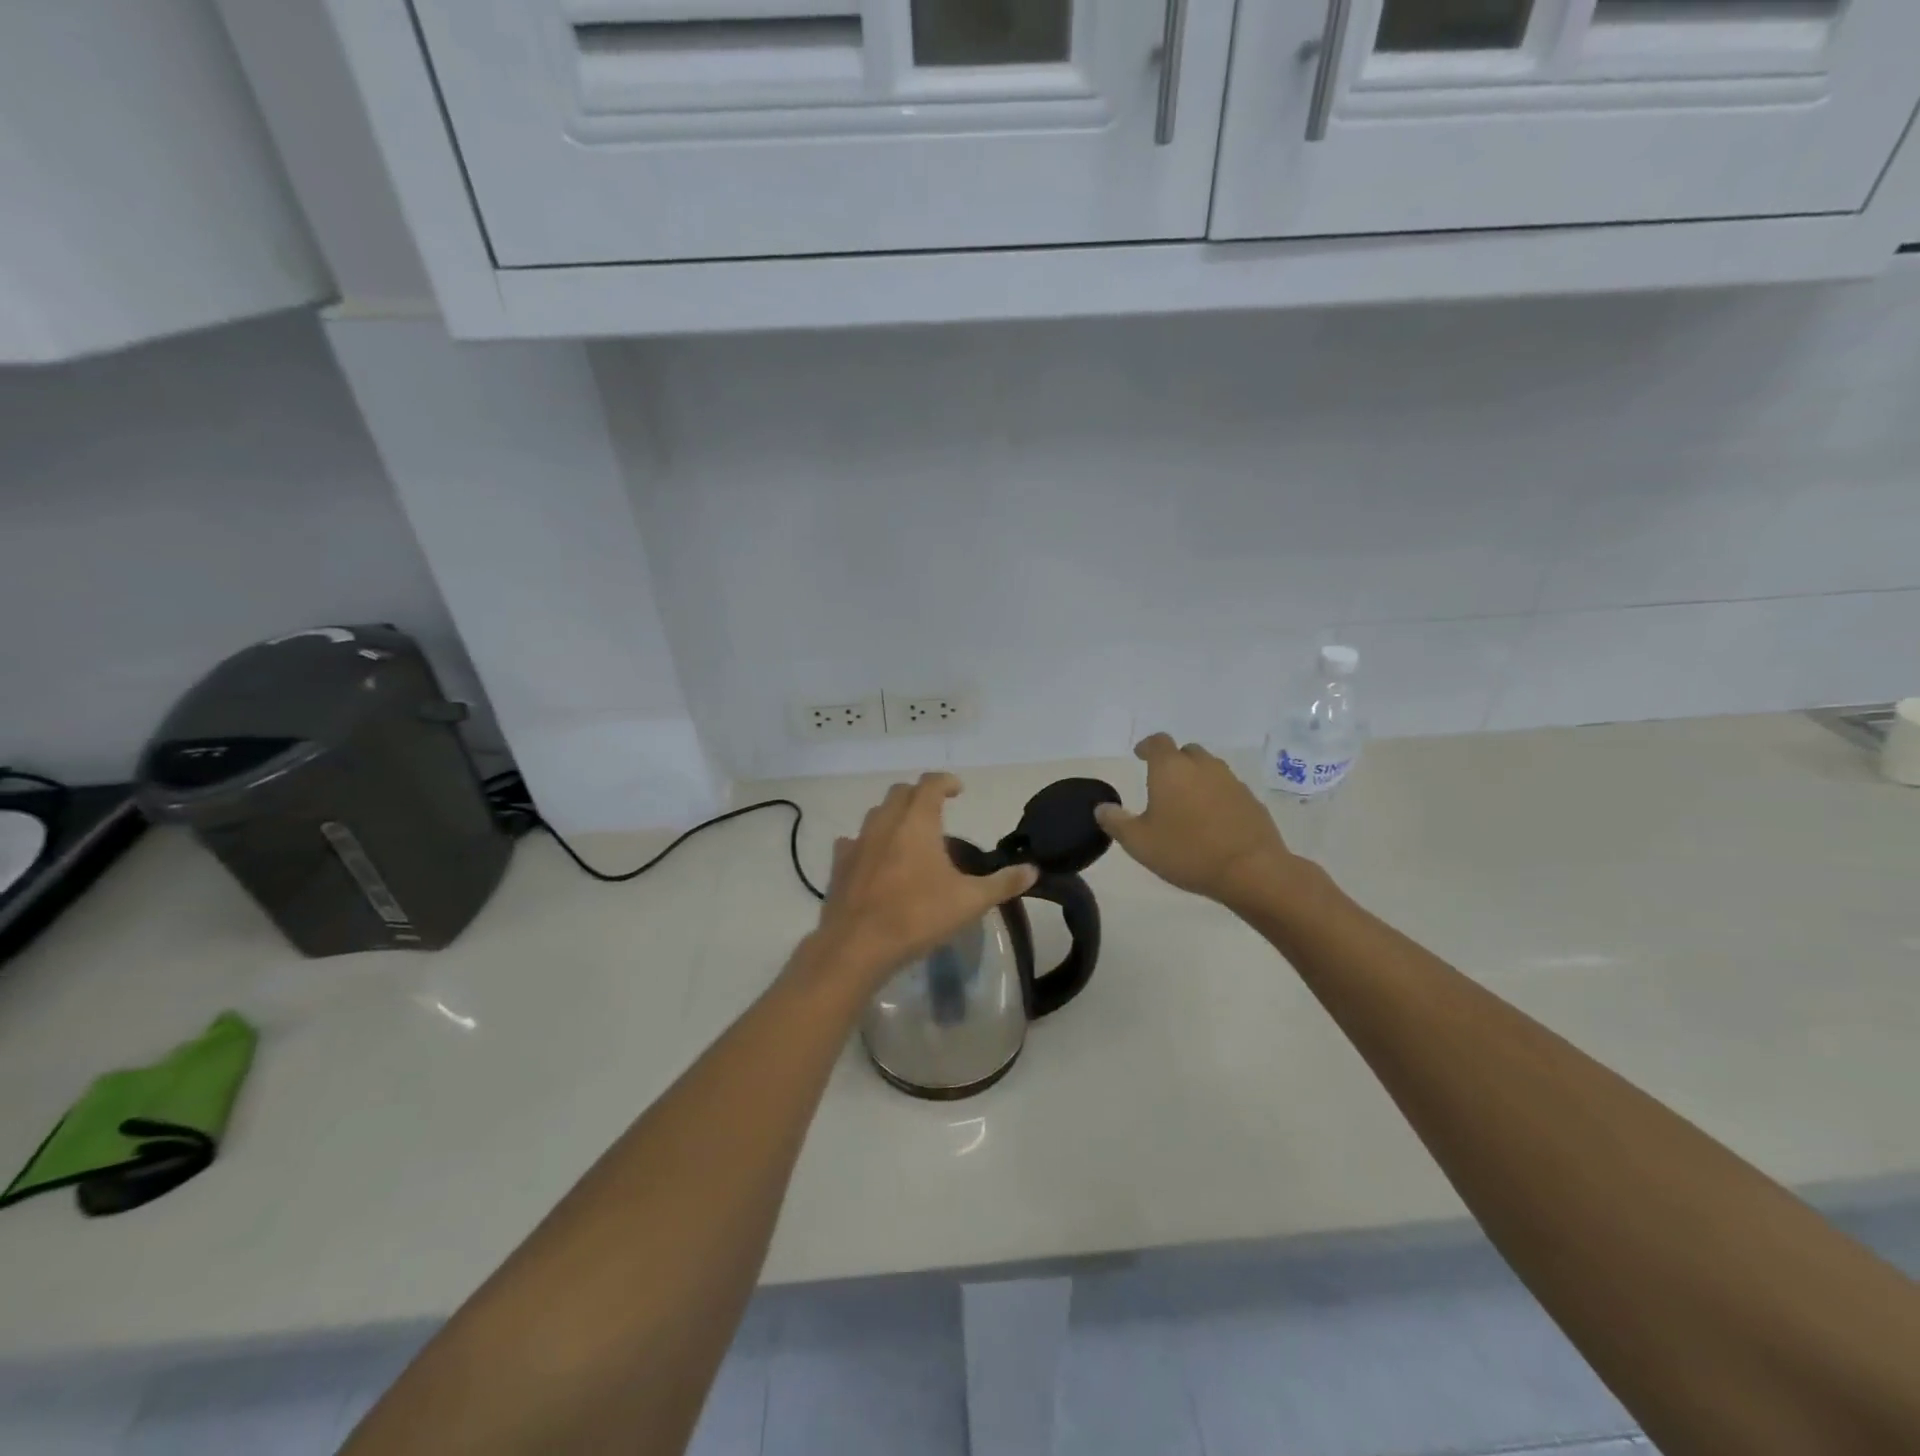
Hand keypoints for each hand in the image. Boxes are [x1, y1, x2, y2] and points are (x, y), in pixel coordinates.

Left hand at [814, 773, 1037, 984]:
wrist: (856, 946)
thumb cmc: (917, 916)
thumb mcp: (970, 901)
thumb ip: (1003, 883)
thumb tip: (1033, 870)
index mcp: (917, 822)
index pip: (931, 784)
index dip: (946, 781)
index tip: (958, 789)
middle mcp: (885, 823)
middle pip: (900, 793)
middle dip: (919, 794)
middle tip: (936, 808)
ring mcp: (858, 843)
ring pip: (876, 814)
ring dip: (893, 815)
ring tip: (909, 834)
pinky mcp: (839, 865)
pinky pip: (853, 842)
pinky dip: (868, 842)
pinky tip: (874, 859)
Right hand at [1095, 734, 1294, 905]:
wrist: (1251, 870)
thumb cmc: (1186, 851)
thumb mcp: (1139, 842)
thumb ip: (1116, 822)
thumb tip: (1102, 808)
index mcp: (1171, 769)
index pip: (1158, 742)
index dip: (1147, 746)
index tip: (1140, 755)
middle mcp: (1202, 766)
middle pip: (1186, 752)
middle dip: (1174, 761)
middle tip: (1163, 783)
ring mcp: (1231, 781)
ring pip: (1209, 769)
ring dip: (1197, 778)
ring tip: (1187, 803)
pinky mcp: (1251, 800)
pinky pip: (1228, 789)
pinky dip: (1216, 796)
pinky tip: (1212, 820)